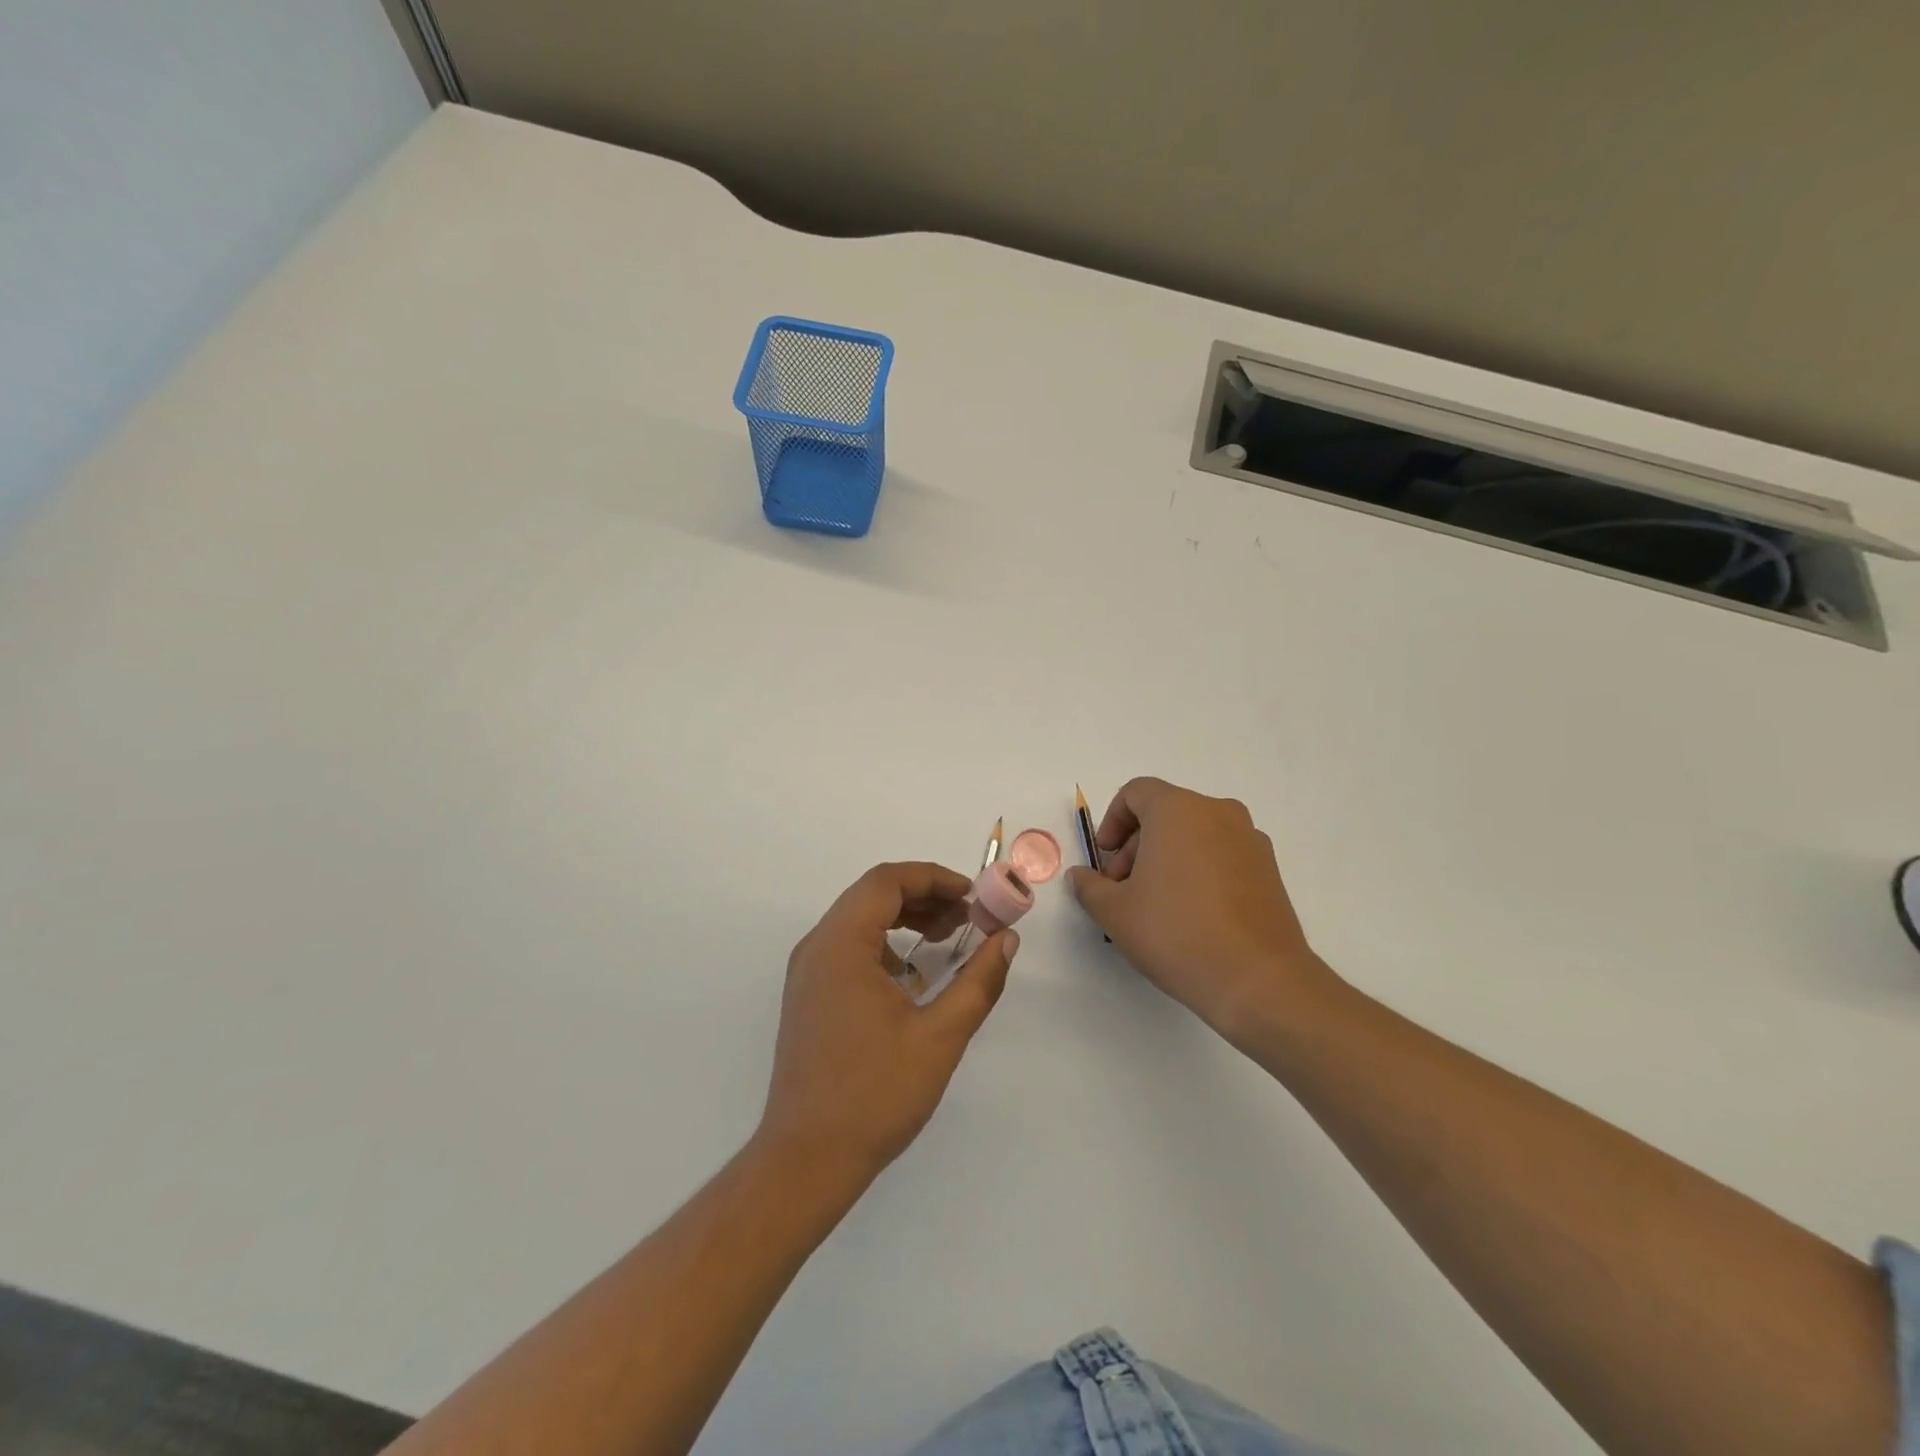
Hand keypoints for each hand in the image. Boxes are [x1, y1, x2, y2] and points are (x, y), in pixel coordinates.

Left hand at [757, 862, 1017, 1188]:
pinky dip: (885, 946)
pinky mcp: (808, 996)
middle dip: (924, 897)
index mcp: (841, 945)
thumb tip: (1006, 940)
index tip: (973, 896)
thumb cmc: (875, 1094)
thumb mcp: (940, 1036)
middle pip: (872, 895)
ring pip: (859, 920)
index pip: (887, 881)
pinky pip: (848, 948)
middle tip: (967, 918)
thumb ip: (978, 981)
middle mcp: (817, 947)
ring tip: (947, 939)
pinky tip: (913, 978)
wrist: (806, 1160)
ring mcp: (807, 973)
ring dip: (905, 919)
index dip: (934, 878)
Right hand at [1067, 777, 1333, 1045]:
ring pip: (1194, 834)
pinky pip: (1221, 854)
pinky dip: (1199, 870)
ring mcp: (1249, 839)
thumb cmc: (1176, 933)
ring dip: (1167, 858)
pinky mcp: (1269, 869)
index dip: (1112, 821)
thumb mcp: (1115, 912)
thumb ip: (1089, 886)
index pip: (1136, 793)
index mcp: (1178, 809)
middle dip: (1136, 846)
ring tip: (1156, 906)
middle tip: (1123, 889)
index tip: (1104, 860)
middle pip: (1165, 813)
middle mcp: (1218, 812)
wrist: (1258, 980)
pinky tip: (1191, 915)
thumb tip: (1081, 876)